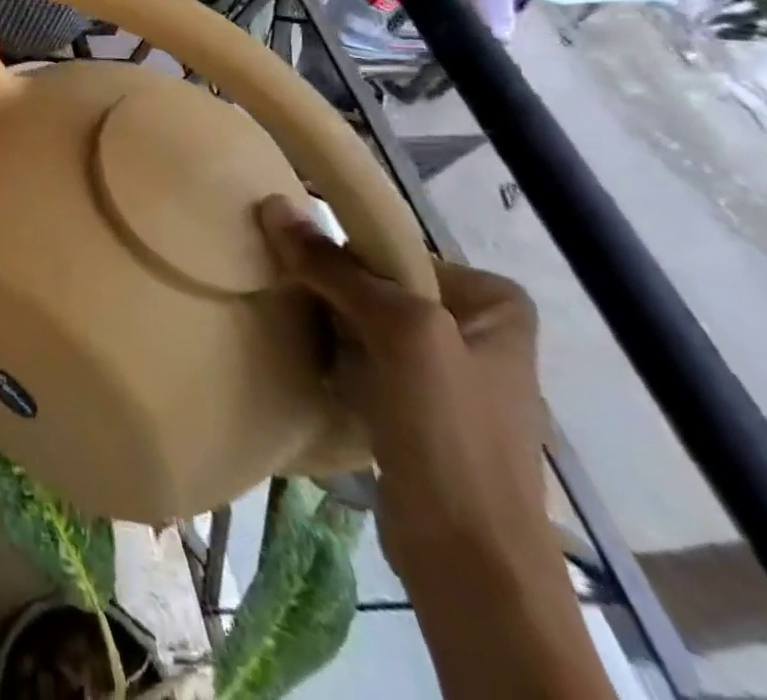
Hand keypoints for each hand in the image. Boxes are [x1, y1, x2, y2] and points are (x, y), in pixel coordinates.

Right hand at [257, 198, 557, 593]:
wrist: (470, 560)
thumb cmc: (449, 432)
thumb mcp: (398, 331)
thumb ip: (335, 268)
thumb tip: (274, 205)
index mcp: (492, 301)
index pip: (392, 250)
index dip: (341, 254)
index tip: (296, 264)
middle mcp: (473, 329)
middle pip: (375, 284)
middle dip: (329, 290)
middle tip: (285, 293)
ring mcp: (445, 374)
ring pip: (362, 323)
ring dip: (324, 324)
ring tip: (287, 322)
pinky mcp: (415, 410)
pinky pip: (360, 360)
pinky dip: (331, 357)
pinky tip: (306, 361)